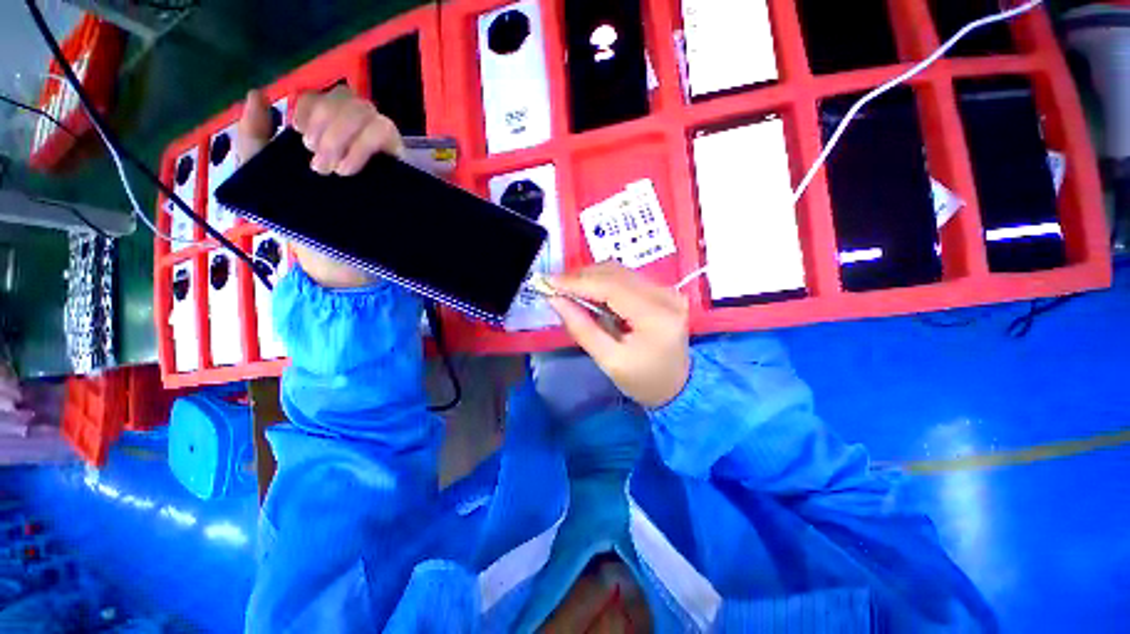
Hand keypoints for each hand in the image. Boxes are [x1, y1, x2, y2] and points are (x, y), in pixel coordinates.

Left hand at [236, 86, 403, 287]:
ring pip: (367, 112)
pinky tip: (348, 169)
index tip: (299, 137)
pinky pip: (386, 133)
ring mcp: (378, 150)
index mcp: (324, 133)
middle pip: (348, 98)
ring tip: (331, 170)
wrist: (332, 254)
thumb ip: (254, 136)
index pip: (322, 97)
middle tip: (316, 163)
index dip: (310, 108)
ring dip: (342, 134)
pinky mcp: (396, 164)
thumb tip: (257, 94)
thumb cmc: (298, 217)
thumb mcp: (263, 174)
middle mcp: (354, 136)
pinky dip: (364, 144)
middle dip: (326, 124)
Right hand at [548, 262, 690, 407]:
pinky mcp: (663, 290)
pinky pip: (627, 278)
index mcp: (656, 316)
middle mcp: (666, 295)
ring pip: (620, 272)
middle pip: (616, 273)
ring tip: (569, 290)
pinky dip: (604, 282)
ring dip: (591, 278)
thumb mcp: (609, 361)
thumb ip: (582, 328)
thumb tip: (555, 300)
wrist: (678, 387)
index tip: (549, 282)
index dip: (578, 282)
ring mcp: (667, 290)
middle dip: (581, 277)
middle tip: (555, 286)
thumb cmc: (643, 381)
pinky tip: (589, 292)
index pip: (611, 287)